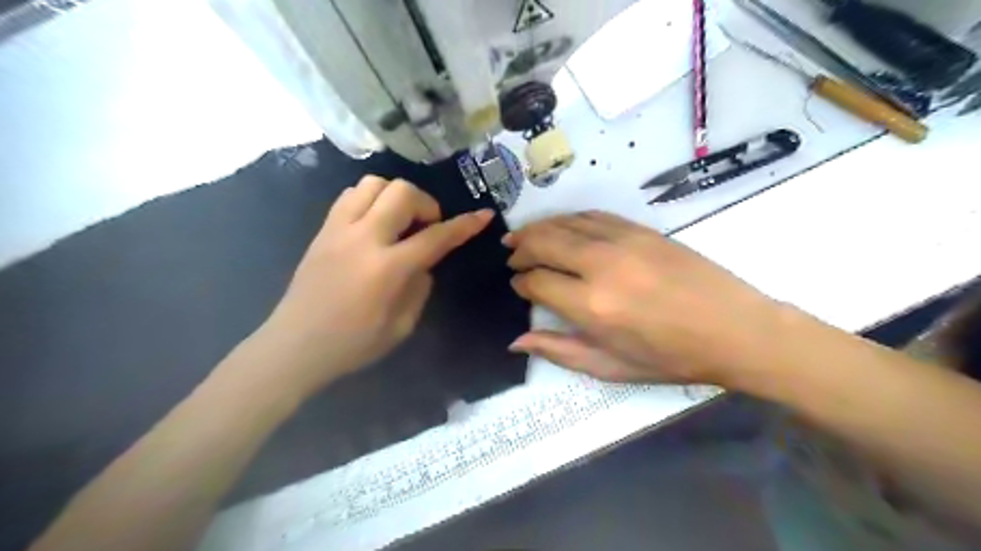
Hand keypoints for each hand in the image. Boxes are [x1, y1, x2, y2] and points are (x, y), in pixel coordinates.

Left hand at [240, 175, 494, 393]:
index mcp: (387, 269)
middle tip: (427, 226)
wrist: (295, 346)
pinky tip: (375, 222)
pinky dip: (371, 199)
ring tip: (400, 220)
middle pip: (402, 192)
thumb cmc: (353, 344)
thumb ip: (420, 288)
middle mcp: (363, 239)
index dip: (464, 225)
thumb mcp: (402, 326)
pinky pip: (351, 195)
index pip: (435, 237)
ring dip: (396, 196)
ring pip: (374, 183)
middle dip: (426, 203)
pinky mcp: (323, 230)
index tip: (483, 215)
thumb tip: (423, 263)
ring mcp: (338, 229)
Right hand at [506, 211, 787, 386]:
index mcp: (591, 306)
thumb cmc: (670, 358)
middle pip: (544, 243)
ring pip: (565, 223)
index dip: (521, 283)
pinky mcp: (640, 229)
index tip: (517, 286)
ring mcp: (622, 241)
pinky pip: (593, 215)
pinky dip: (569, 219)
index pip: (537, 282)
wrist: (733, 329)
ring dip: (538, 229)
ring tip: (523, 236)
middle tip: (511, 256)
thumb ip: (559, 351)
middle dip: (521, 248)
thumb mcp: (611, 367)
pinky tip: (562, 227)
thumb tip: (516, 340)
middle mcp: (600, 266)